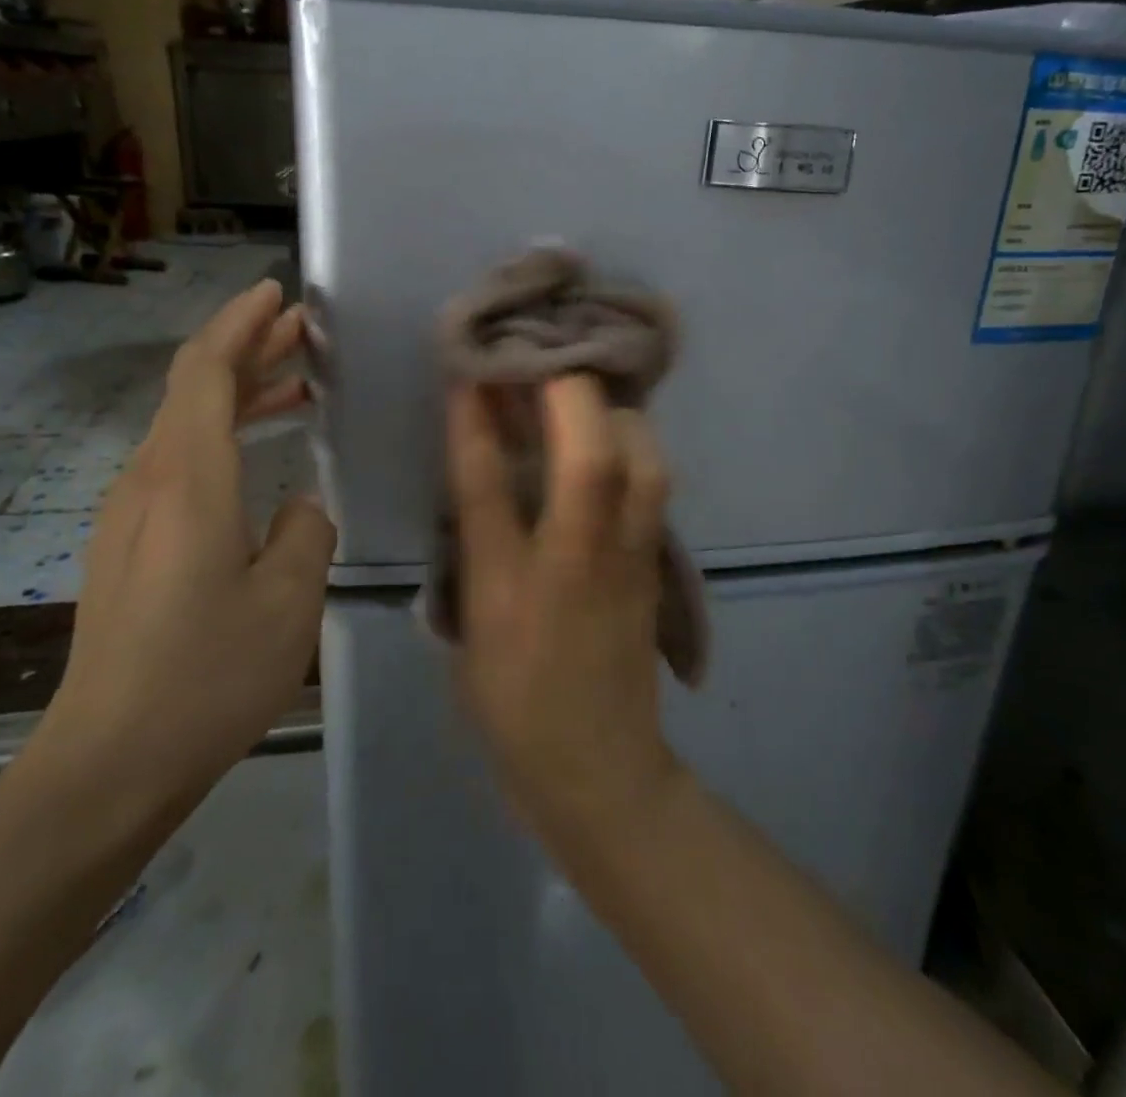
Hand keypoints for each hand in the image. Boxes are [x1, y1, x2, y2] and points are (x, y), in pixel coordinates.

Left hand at [35, 280, 335, 821]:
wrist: (107, 766)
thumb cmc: (206, 676)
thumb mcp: (288, 601)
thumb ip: (307, 532)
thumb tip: (301, 505)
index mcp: (187, 480)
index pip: (205, 370)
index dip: (240, 323)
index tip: (278, 294)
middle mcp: (148, 482)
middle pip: (193, 389)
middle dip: (247, 349)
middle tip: (305, 332)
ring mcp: (130, 515)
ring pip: (187, 427)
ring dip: (240, 395)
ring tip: (298, 387)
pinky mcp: (129, 547)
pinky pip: (180, 464)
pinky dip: (224, 438)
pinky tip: (261, 461)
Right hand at [446, 375, 683, 849]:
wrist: (598, 769)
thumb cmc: (513, 705)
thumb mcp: (470, 628)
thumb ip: (472, 549)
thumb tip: (478, 473)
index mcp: (509, 587)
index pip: (488, 485)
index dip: (476, 421)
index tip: (470, 372)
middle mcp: (575, 563)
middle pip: (591, 458)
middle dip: (567, 392)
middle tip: (542, 356)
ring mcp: (628, 562)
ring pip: (643, 464)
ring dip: (613, 413)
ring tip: (582, 393)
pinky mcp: (656, 565)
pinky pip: (654, 485)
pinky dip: (635, 444)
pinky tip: (614, 432)